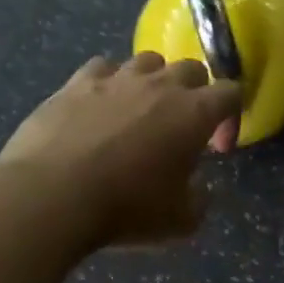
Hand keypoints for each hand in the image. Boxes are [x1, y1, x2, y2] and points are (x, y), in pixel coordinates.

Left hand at [0, 54, 241, 247]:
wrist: (52, 196)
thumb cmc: (127, 208)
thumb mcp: (181, 221)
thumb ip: (199, 199)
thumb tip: (196, 188)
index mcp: (195, 113)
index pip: (231, 93)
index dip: (230, 116)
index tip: (215, 146)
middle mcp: (161, 85)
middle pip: (191, 68)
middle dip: (194, 92)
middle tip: (181, 125)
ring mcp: (117, 78)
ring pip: (148, 61)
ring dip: (153, 81)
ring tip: (140, 110)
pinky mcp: (76, 82)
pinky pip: (103, 67)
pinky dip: (108, 82)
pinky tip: (99, 105)